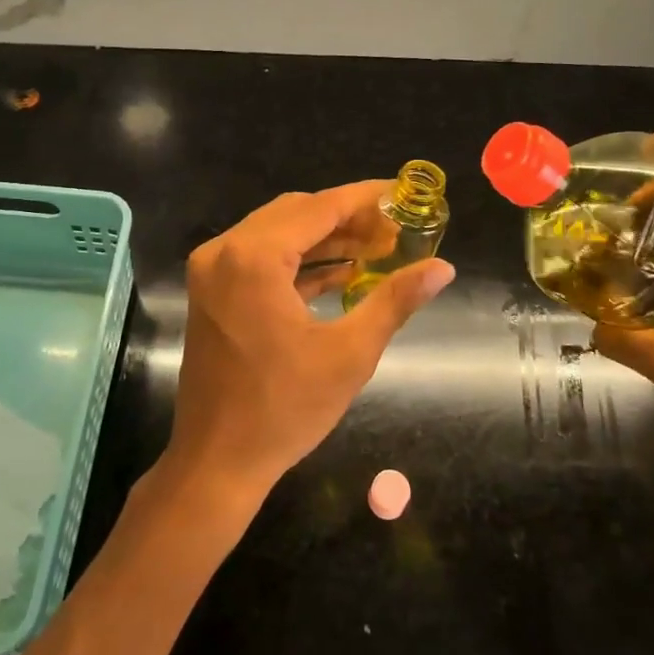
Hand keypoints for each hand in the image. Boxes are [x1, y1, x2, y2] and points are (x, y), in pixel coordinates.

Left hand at [163, 182, 455, 506]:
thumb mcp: (350, 353)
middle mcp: (225, 250)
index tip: (403, 194)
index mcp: (254, 257)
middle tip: (395, 230)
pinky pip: (260, 258)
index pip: (320, 207)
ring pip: (277, 233)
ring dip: (324, 239)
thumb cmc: (284, 409)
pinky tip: (341, 273)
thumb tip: (442, 268)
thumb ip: (395, 300)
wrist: (216, 461)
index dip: (366, 197)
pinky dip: (298, 261)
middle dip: (347, 217)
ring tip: (377, 249)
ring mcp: (212, 270)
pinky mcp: (211, 290)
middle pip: (296, 213)